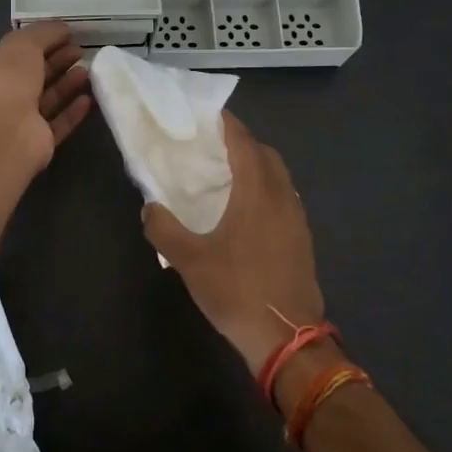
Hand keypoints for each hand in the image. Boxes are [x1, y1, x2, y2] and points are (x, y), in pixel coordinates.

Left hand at [0, 23, 91, 193]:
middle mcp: (0, 96)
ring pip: (47, 99)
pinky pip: (58, 123)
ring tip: (88, 72)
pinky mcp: (37, 142)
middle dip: (57, 62)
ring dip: (67, 84)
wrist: (5, 134)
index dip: (40, 42)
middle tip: (80, 51)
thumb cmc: (6, 81)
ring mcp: (18, 121)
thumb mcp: (23, 44)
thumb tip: (62, 28)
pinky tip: (88, 99)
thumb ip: (43, 33)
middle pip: (33, 75)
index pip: (15, 53)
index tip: (66, 35)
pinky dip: (72, 111)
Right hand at [142, 111, 325, 377]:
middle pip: (265, 154)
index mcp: (257, 192)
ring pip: (278, 176)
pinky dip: (265, 188)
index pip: (243, 142)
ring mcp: (297, 218)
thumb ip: (164, 228)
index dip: (226, 123)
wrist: (287, 338)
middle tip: (211, 144)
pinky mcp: (302, 238)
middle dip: (241, 142)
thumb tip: (150, 206)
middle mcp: (282, 196)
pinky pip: (283, 197)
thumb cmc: (237, 291)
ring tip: (225, 173)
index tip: (206, 113)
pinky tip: (244, 209)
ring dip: (255, 166)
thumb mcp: (189, 261)